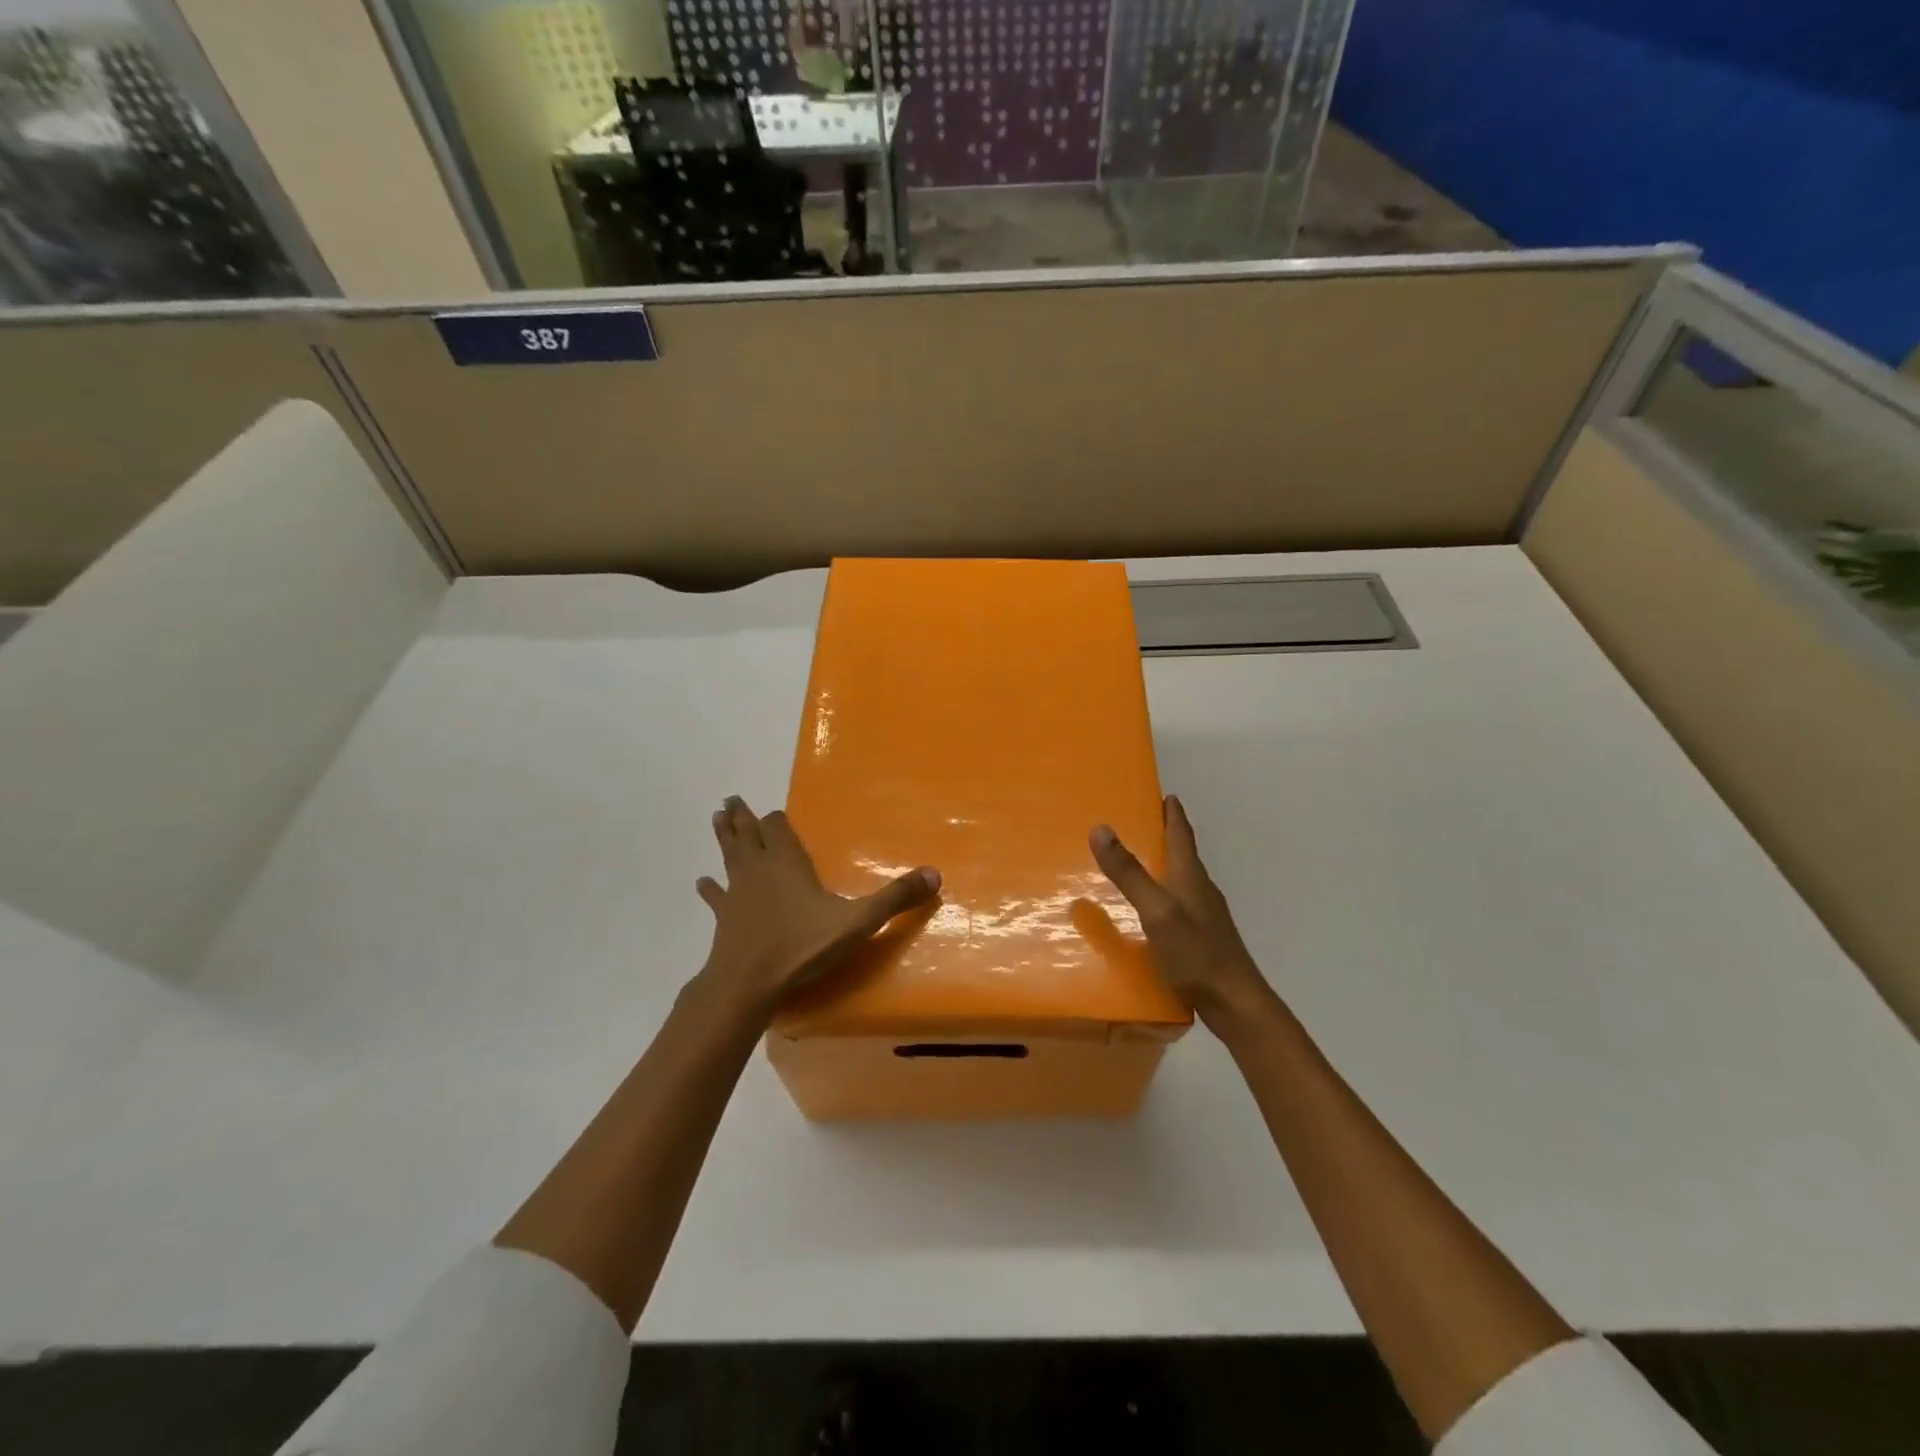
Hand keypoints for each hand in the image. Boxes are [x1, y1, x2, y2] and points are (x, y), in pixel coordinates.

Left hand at [694, 795, 939, 1017]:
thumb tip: (935, 874)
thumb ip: (894, 899)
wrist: (748, 983)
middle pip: (747, 834)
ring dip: (724, 837)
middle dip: (742, 817)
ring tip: (716, 817)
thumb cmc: (801, 946)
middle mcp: (759, 869)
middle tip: (730, 798)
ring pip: (729, 856)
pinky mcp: (725, 918)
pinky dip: (710, 889)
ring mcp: (737, 893)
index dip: (775, 820)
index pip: (777, 828)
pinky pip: (716, 897)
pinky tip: (701, 883)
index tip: (771, 811)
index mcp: (787, 863)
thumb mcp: (857, 922)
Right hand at [1090, 795, 1275, 1033]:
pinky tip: (1149, 912)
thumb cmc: (1196, 953)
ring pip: (1181, 881)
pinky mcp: (1202, 939)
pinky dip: (1163, 895)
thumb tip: (1100, 828)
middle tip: (1143, 823)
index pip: (1181, 834)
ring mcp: (1205, 916)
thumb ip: (1129, 873)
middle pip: (1183, 854)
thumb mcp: (1156, 910)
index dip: (1173, 813)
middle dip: (1166, 836)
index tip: (1166, 794)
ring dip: (1164, 866)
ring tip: (1140, 863)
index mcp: (1190, 876)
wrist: (1235, 1003)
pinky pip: (1179, 905)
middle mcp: (1200, 890)